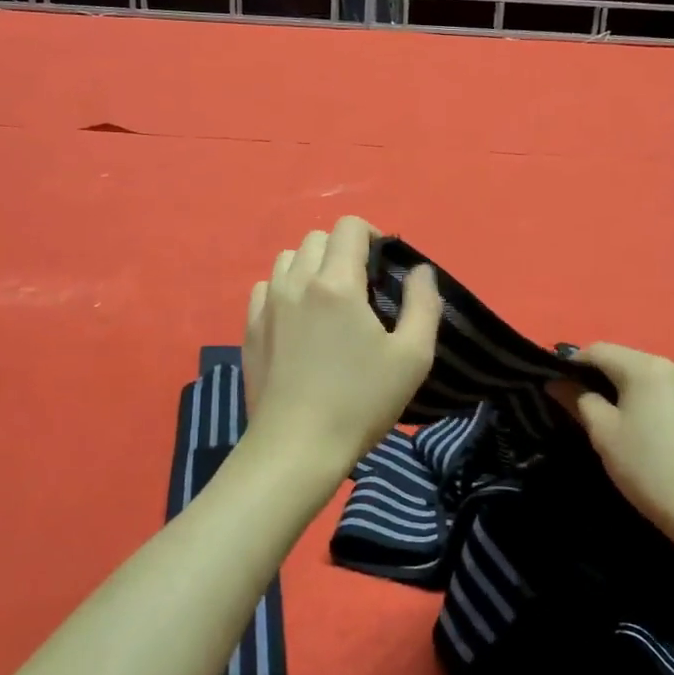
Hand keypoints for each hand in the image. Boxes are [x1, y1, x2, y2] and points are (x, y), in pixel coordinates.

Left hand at [242, 216, 441, 477]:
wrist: (296, 447)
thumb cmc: (360, 402)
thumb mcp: (413, 357)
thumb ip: (424, 304)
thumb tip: (420, 271)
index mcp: (336, 283)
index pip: (349, 227)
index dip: (372, 235)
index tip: (384, 265)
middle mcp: (296, 282)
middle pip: (318, 238)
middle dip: (343, 251)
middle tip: (362, 287)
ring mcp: (267, 305)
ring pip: (288, 259)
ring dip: (312, 266)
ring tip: (329, 301)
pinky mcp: (249, 328)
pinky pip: (266, 287)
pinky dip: (285, 289)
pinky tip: (298, 320)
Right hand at [550, 344, 673, 540]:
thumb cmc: (647, 467)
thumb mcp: (603, 432)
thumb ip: (577, 399)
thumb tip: (556, 382)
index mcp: (645, 366)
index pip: (597, 350)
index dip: (570, 364)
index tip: (554, 386)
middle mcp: (670, 366)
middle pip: (621, 359)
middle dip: (595, 376)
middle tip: (573, 403)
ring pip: (640, 376)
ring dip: (617, 388)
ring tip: (601, 416)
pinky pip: (659, 391)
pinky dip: (640, 399)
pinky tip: (634, 426)